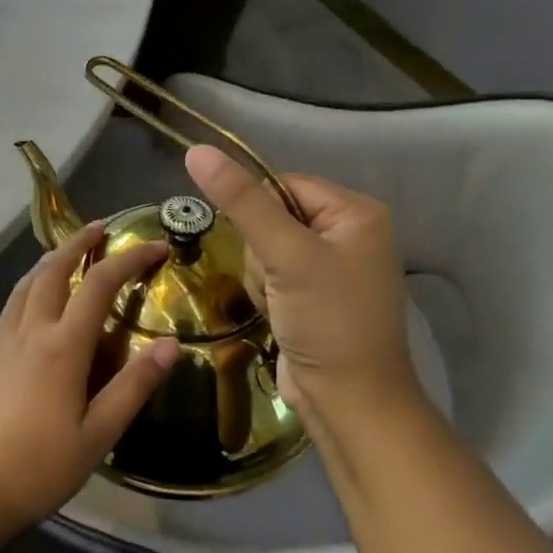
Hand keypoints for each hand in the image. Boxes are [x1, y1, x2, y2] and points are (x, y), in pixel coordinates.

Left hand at [0, 222, 177, 533]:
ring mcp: (5, 340)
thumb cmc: (42, 465)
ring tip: (69, 251)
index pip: (99, 285)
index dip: (129, 259)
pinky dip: (29, 284)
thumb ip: (134, 386)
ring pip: (27, 282)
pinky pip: (12, 303)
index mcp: (63, 346)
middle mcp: (32, 330)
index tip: (154, 246)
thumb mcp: (99, 433)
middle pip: (54, 270)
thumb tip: (170, 344)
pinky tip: (34, 296)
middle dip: (79, 242)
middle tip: (102, 227)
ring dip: (50, 259)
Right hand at [185, 145, 420, 428]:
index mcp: (356, 212)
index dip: (258, 211)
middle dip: (261, 252)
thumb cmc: (328, 321)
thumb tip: (196, 150)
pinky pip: (270, 274)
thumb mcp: (285, 255)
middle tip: (278, 282)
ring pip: (263, 248)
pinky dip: (265, 294)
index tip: (262, 247)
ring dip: (260, 276)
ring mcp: (329, 267)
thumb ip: (242, 201)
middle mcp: (347, 233)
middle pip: (270, 217)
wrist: (349, 402)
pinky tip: (278, 316)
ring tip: (279, 304)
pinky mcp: (311, 295)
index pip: (282, 184)